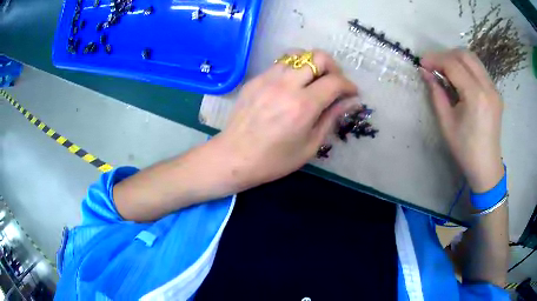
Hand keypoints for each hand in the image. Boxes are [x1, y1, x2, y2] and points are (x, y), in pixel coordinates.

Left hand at [212, 50, 357, 190]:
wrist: (234, 157)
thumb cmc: (274, 160)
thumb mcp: (310, 146)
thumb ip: (331, 118)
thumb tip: (350, 102)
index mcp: (303, 106)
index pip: (335, 81)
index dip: (349, 85)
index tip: (352, 93)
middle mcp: (286, 85)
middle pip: (318, 57)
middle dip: (333, 67)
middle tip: (334, 83)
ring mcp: (268, 79)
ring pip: (298, 54)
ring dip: (312, 64)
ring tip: (313, 81)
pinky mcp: (255, 79)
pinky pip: (280, 63)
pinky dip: (293, 69)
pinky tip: (292, 85)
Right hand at [421, 50, 503, 192]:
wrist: (486, 166)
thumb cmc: (465, 149)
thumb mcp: (446, 123)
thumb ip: (436, 94)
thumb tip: (425, 73)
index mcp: (476, 96)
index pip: (453, 64)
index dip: (435, 59)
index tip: (422, 63)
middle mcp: (488, 87)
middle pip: (465, 55)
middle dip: (446, 55)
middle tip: (434, 66)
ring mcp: (494, 89)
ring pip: (473, 59)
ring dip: (456, 59)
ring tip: (445, 70)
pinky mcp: (496, 92)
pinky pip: (479, 70)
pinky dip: (466, 67)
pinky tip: (460, 79)